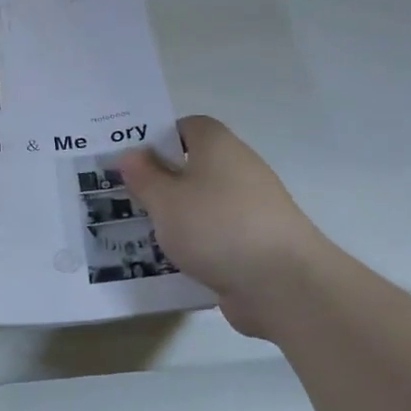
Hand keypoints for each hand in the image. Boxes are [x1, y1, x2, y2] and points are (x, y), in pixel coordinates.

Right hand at [119, 116, 324, 337]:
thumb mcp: (165, 200)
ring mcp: (251, 207)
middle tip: (126, 197)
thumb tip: (130, 154)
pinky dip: (197, 243)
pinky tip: (173, 260)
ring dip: (178, 216)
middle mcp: (238, 168)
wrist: (283, 283)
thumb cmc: (216, 226)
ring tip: (142, 232)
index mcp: (218, 145)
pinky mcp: (256, 241)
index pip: (186, 127)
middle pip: (194, 166)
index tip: (131, 160)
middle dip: (162, 181)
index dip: (157, 139)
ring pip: (203, 203)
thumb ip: (143, 176)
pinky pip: (216, 234)